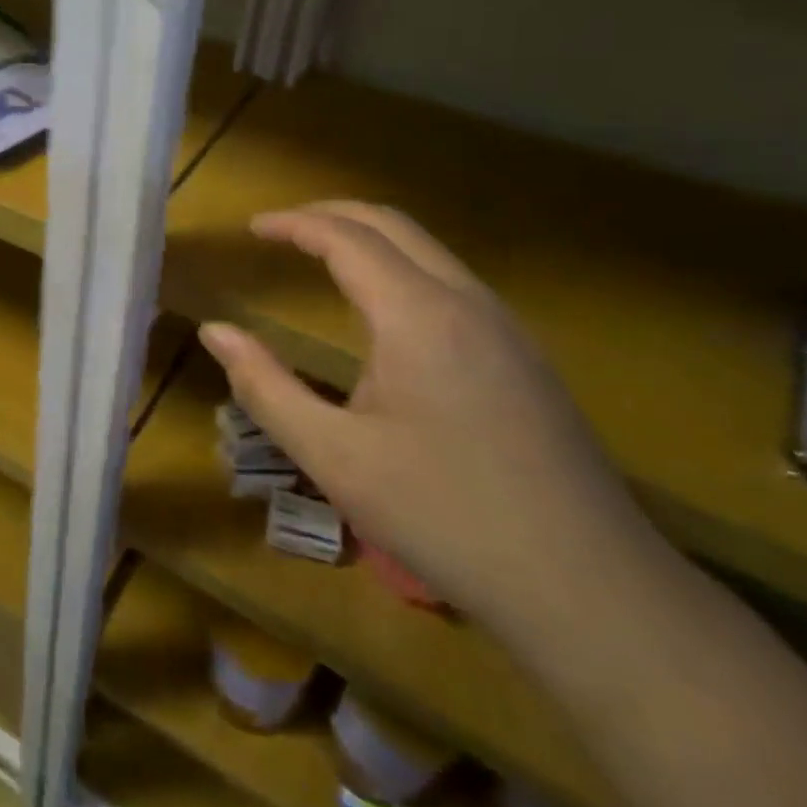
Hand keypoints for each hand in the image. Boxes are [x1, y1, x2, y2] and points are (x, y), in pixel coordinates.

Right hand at [199, 202, 663, 650]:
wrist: (591, 591)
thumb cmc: (446, 517)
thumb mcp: (334, 456)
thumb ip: (264, 386)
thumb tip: (215, 331)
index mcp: (418, 315)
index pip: (346, 237)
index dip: (293, 224)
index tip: (252, 228)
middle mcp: (468, 303)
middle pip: (392, 225)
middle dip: (331, 215)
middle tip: (280, 230)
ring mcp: (506, 329)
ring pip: (429, 251)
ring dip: (370, 240)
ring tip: (321, 259)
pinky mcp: (525, 359)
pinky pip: (452, 283)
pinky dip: (401, 269)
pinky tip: (383, 315)